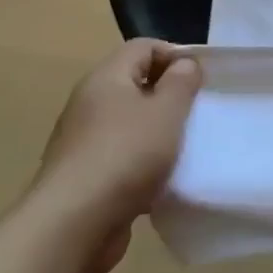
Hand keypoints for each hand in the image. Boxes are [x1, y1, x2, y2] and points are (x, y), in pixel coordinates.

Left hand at [31, 39, 202, 272]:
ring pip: (130, 122)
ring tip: (184, 146)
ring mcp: (82, 141)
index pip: (144, 46)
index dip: (175, 55)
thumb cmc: (126, 155)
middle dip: (169, 94)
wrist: (72, 226)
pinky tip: (161, 178)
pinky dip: (143, 161)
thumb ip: (182, 82)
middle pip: (135, 83)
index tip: (201, 79)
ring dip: (157, 130)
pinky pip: (121, 154)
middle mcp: (89, 103)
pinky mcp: (83, 175)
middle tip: (196, 112)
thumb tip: (184, 64)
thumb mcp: (168, 110)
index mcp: (106, 78)